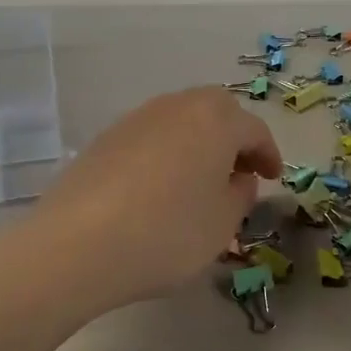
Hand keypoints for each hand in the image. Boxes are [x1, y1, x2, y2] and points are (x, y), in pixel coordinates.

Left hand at [34, 88, 281, 308]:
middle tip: (238, 170)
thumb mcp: (222, 224)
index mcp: (215, 121)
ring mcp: (137, 118)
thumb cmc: (167, 233)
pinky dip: (166, 151)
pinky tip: (159, 186)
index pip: (253, 129)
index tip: (272, 177)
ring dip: (198, 141)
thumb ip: (240, 195)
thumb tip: (238, 178)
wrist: (77, 244)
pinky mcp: (106, 137)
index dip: (268, 153)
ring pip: (180, 118)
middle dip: (233, 136)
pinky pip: (150, 134)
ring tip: (199, 179)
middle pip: (216, 110)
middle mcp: (177, 107)